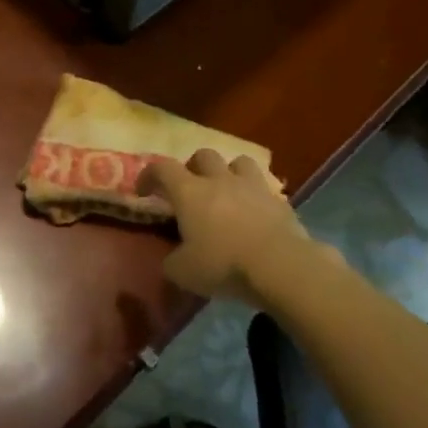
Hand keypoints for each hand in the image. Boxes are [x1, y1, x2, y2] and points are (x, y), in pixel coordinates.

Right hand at [137, 149, 306, 299]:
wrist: (282, 268)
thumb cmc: (224, 265)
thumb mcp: (183, 272)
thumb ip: (171, 260)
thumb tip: (172, 259)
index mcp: (189, 192)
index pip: (162, 168)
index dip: (149, 175)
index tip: (144, 191)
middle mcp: (219, 180)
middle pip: (203, 156)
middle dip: (193, 167)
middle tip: (190, 188)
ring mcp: (253, 187)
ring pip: (239, 162)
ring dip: (229, 172)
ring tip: (227, 192)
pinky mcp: (281, 202)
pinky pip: (265, 188)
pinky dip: (256, 196)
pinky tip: (255, 214)